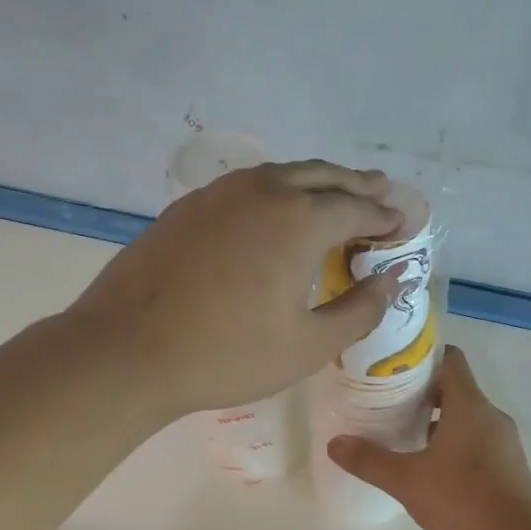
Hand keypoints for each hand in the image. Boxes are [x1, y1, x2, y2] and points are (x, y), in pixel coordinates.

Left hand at [69, 160, 405, 416]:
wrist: (126, 351)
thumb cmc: (227, 354)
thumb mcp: (308, 345)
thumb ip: (360, 309)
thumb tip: (392, 280)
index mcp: (300, 220)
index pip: (359, 206)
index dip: (386, 216)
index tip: (404, 225)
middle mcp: (264, 191)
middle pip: (324, 177)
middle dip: (358, 186)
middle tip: (382, 196)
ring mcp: (220, 193)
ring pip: (283, 175)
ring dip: (318, 183)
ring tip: (337, 197)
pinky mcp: (188, 207)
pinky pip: (248, 187)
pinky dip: (278, 192)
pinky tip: (276, 213)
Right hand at [327, 345, 530, 529]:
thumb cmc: (462, 499)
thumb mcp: (407, 480)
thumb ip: (369, 460)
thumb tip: (334, 444)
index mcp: (469, 405)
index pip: (451, 359)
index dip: (423, 357)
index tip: (395, 367)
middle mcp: (491, 415)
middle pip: (457, 387)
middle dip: (424, 392)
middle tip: (391, 402)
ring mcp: (504, 441)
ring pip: (468, 416)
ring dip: (441, 420)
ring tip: (407, 434)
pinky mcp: (509, 466)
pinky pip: (479, 440)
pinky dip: (457, 442)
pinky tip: (434, 466)